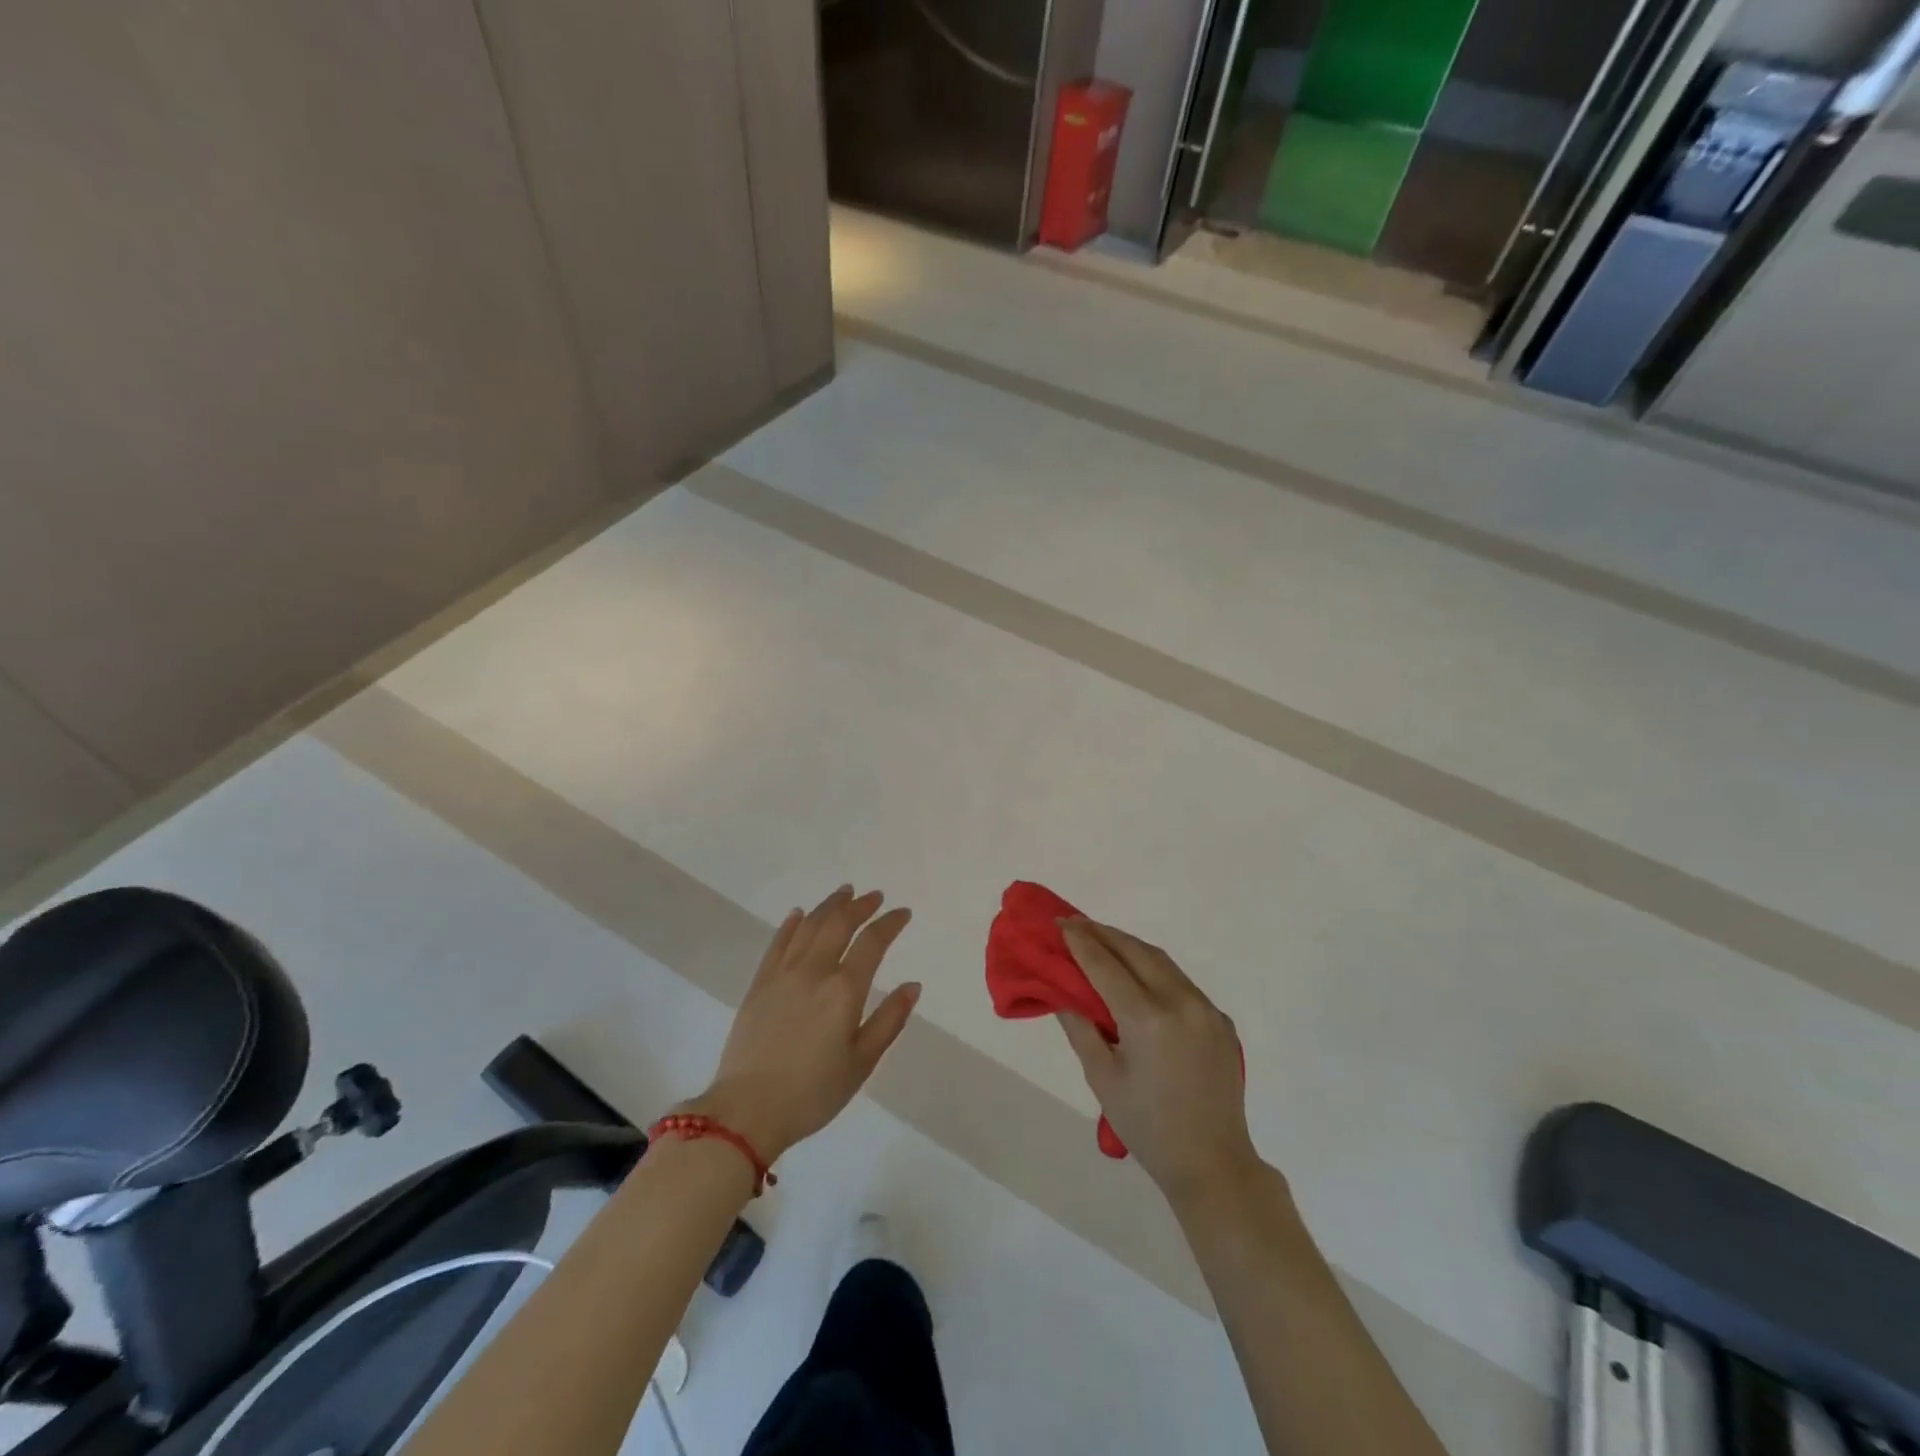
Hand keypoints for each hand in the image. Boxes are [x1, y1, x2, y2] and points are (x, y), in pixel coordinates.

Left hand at [687, 886, 919, 1163]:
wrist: (747, 1111)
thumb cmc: (813, 1093)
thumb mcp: (861, 1063)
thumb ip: (889, 1020)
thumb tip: (912, 985)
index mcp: (844, 991)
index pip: (872, 943)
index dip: (889, 923)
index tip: (903, 913)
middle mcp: (814, 972)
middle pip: (839, 925)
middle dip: (860, 906)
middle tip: (874, 896)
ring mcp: (782, 975)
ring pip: (809, 927)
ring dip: (829, 906)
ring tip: (844, 893)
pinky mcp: (759, 984)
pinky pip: (778, 943)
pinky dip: (792, 924)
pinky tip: (799, 914)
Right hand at [1055, 919, 1259, 1205]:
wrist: (1213, 1163)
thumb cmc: (1147, 1126)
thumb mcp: (1102, 1077)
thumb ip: (1080, 1026)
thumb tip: (1061, 991)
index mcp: (1147, 1018)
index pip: (1105, 965)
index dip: (1079, 941)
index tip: (1059, 921)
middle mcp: (1180, 1002)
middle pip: (1136, 951)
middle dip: (1103, 934)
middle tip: (1076, 925)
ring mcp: (1206, 1009)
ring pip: (1161, 961)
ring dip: (1129, 947)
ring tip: (1102, 940)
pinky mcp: (1220, 1020)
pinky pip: (1181, 982)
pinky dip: (1153, 969)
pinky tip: (1137, 975)